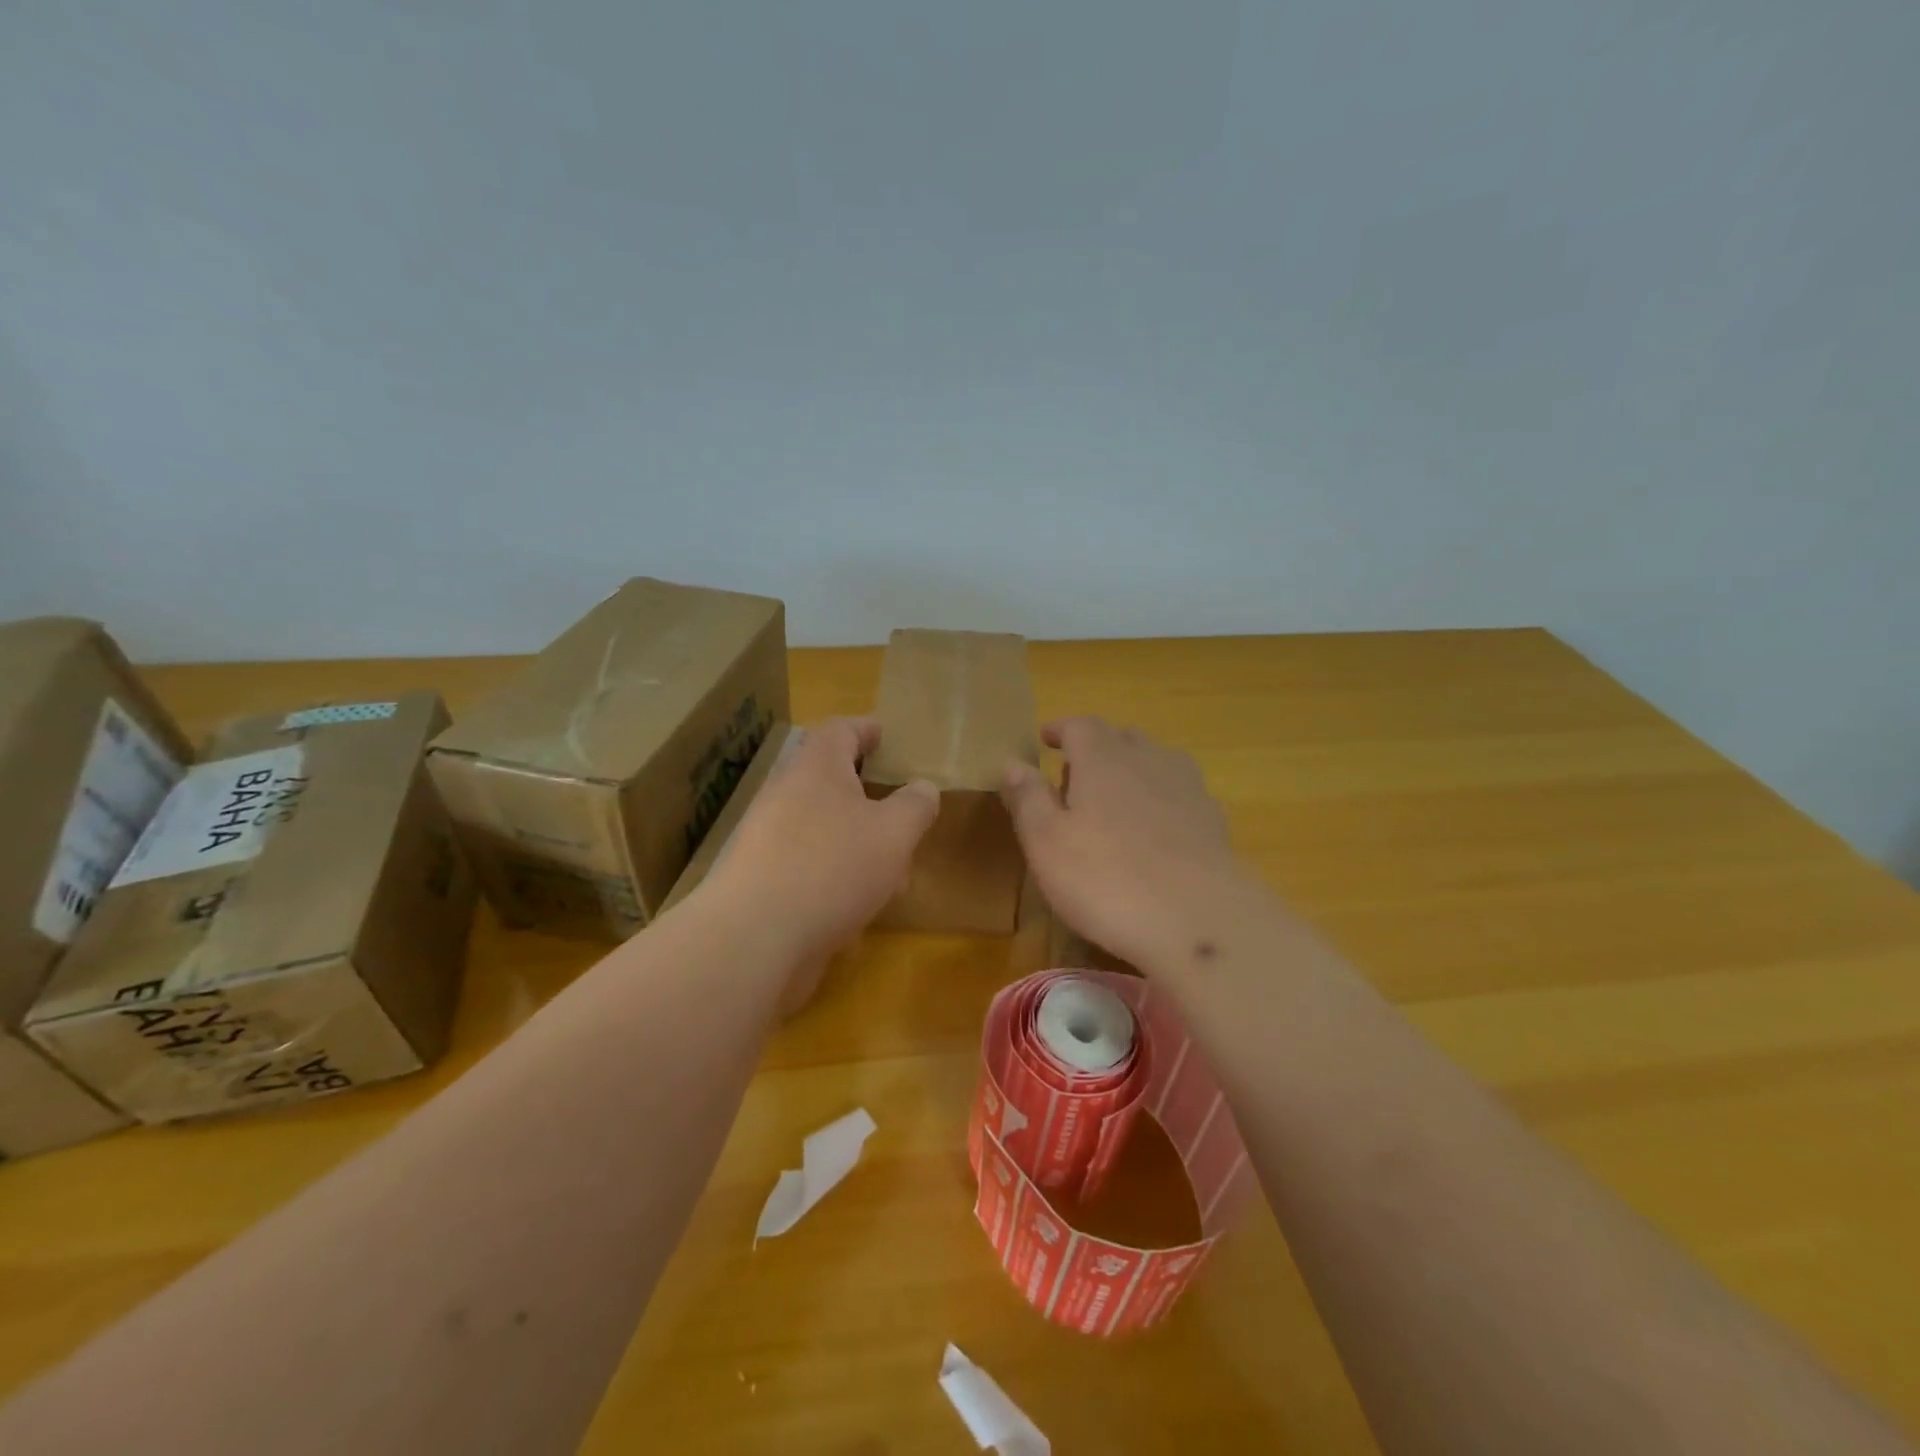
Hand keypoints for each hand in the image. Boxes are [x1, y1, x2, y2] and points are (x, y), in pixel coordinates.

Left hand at [709, 718, 937, 1010]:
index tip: (885, 734)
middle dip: (867, 797)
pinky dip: (834, 880)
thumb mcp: (894, 833)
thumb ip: (915, 806)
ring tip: (891, 875)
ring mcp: (766, 840)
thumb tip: (923, 789)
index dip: (865, 728)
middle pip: (829, 782)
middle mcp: (785, 795)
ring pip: (821, 830)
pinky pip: (806, 868)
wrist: (753, 938)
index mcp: (816, 769)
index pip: (840, 730)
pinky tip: (856, 913)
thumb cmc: (832, 867)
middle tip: (898, 812)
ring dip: (855, 845)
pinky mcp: (760, 882)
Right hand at [1001, 717, 1252, 970]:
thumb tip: (1012, 762)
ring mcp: (1188, 789)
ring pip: (1157, 761)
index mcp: (1103, 759)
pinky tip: (1158, 830)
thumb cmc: (1107, 879)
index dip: (1060, 729)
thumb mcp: (1046, 842)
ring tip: (1116, 799)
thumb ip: (1028, 798)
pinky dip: (1163, 799)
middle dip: (1096, 748)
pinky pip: (1182, 794)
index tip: (1045, 738)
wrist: (1200, 921)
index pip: (1080, 725)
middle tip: (1074, 776)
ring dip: (1133, 769)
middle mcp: (1148, 760)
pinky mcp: (1214, 822)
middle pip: (1121, 738)